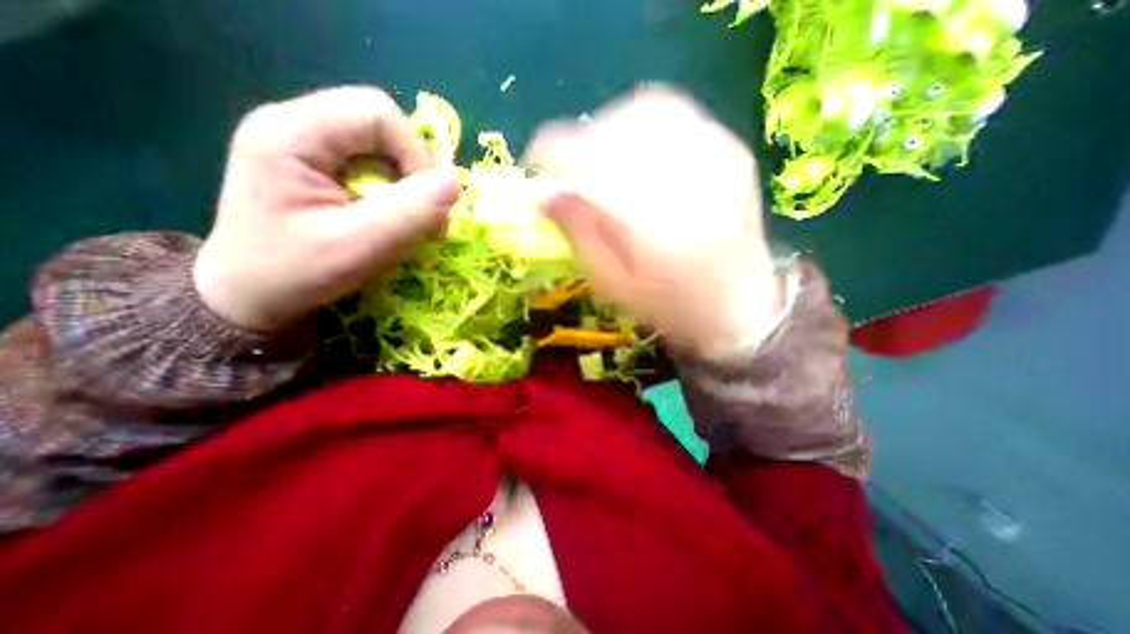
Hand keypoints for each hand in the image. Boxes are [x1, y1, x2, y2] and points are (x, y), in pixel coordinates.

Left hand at [194, 86, 458, 334]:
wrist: (248, 296)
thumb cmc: (295, 274)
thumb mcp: (358, 248)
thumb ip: (410, 213)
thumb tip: (455, 183)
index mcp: (291, 133)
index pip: (378, 114)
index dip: (416, 155)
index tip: (427, 205)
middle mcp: (295, 125)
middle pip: (382, 127)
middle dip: (415, 173)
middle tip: (423, 218)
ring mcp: (305, 144)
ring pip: (383, 147)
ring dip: (408, 186)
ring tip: (409, 224)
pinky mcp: (317, 166)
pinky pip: (374, 166)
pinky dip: (395, 193)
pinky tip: (390, 220)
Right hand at [530, 87, 787, 359]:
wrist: (740, 306)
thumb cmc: (670, 306)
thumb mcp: (613, 283)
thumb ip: (578, 233)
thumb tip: (541, 193)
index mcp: (653, 221)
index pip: (589, 159)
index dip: (551, 153)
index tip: (534, 165)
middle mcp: (688, 177)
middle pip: (617, 126)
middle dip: (579, 141)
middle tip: (568, 168)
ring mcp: (718, 155)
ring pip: (647, 109)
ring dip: (609, 127)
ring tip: (600, 160)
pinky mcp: (731, 150)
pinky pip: (676, 114)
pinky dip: (641, 124)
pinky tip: (635, 155)